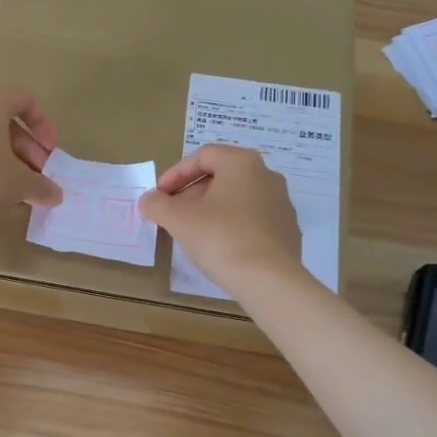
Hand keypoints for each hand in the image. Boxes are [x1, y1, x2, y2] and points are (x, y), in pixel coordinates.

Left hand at [0, 86, 61, 232]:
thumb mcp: (21, 183)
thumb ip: (43, 186)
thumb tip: (56, 196)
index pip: (25, 100)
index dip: (44, 125)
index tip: (51, 152)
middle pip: (5, 122)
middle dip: (27, 149)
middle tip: (38, 176)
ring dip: (6, 159)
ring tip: (16, 188)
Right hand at [139, 145, 302, 289]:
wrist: (269, 280)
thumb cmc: (221, 238)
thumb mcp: (179, 220)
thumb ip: (157, 205)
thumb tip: (148, 200)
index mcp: (242, 163)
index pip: (203, 156)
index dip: (175, 174)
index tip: (159, 195)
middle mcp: (266, 175)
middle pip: (222, 176)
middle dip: (193, 193)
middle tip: (174, 214)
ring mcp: (281, 204)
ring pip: (238, 198)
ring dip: (212, 210)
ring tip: (193, 232)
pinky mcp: (287, 230)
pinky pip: (253, 220)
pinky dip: (232, 226)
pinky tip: (220, 248)